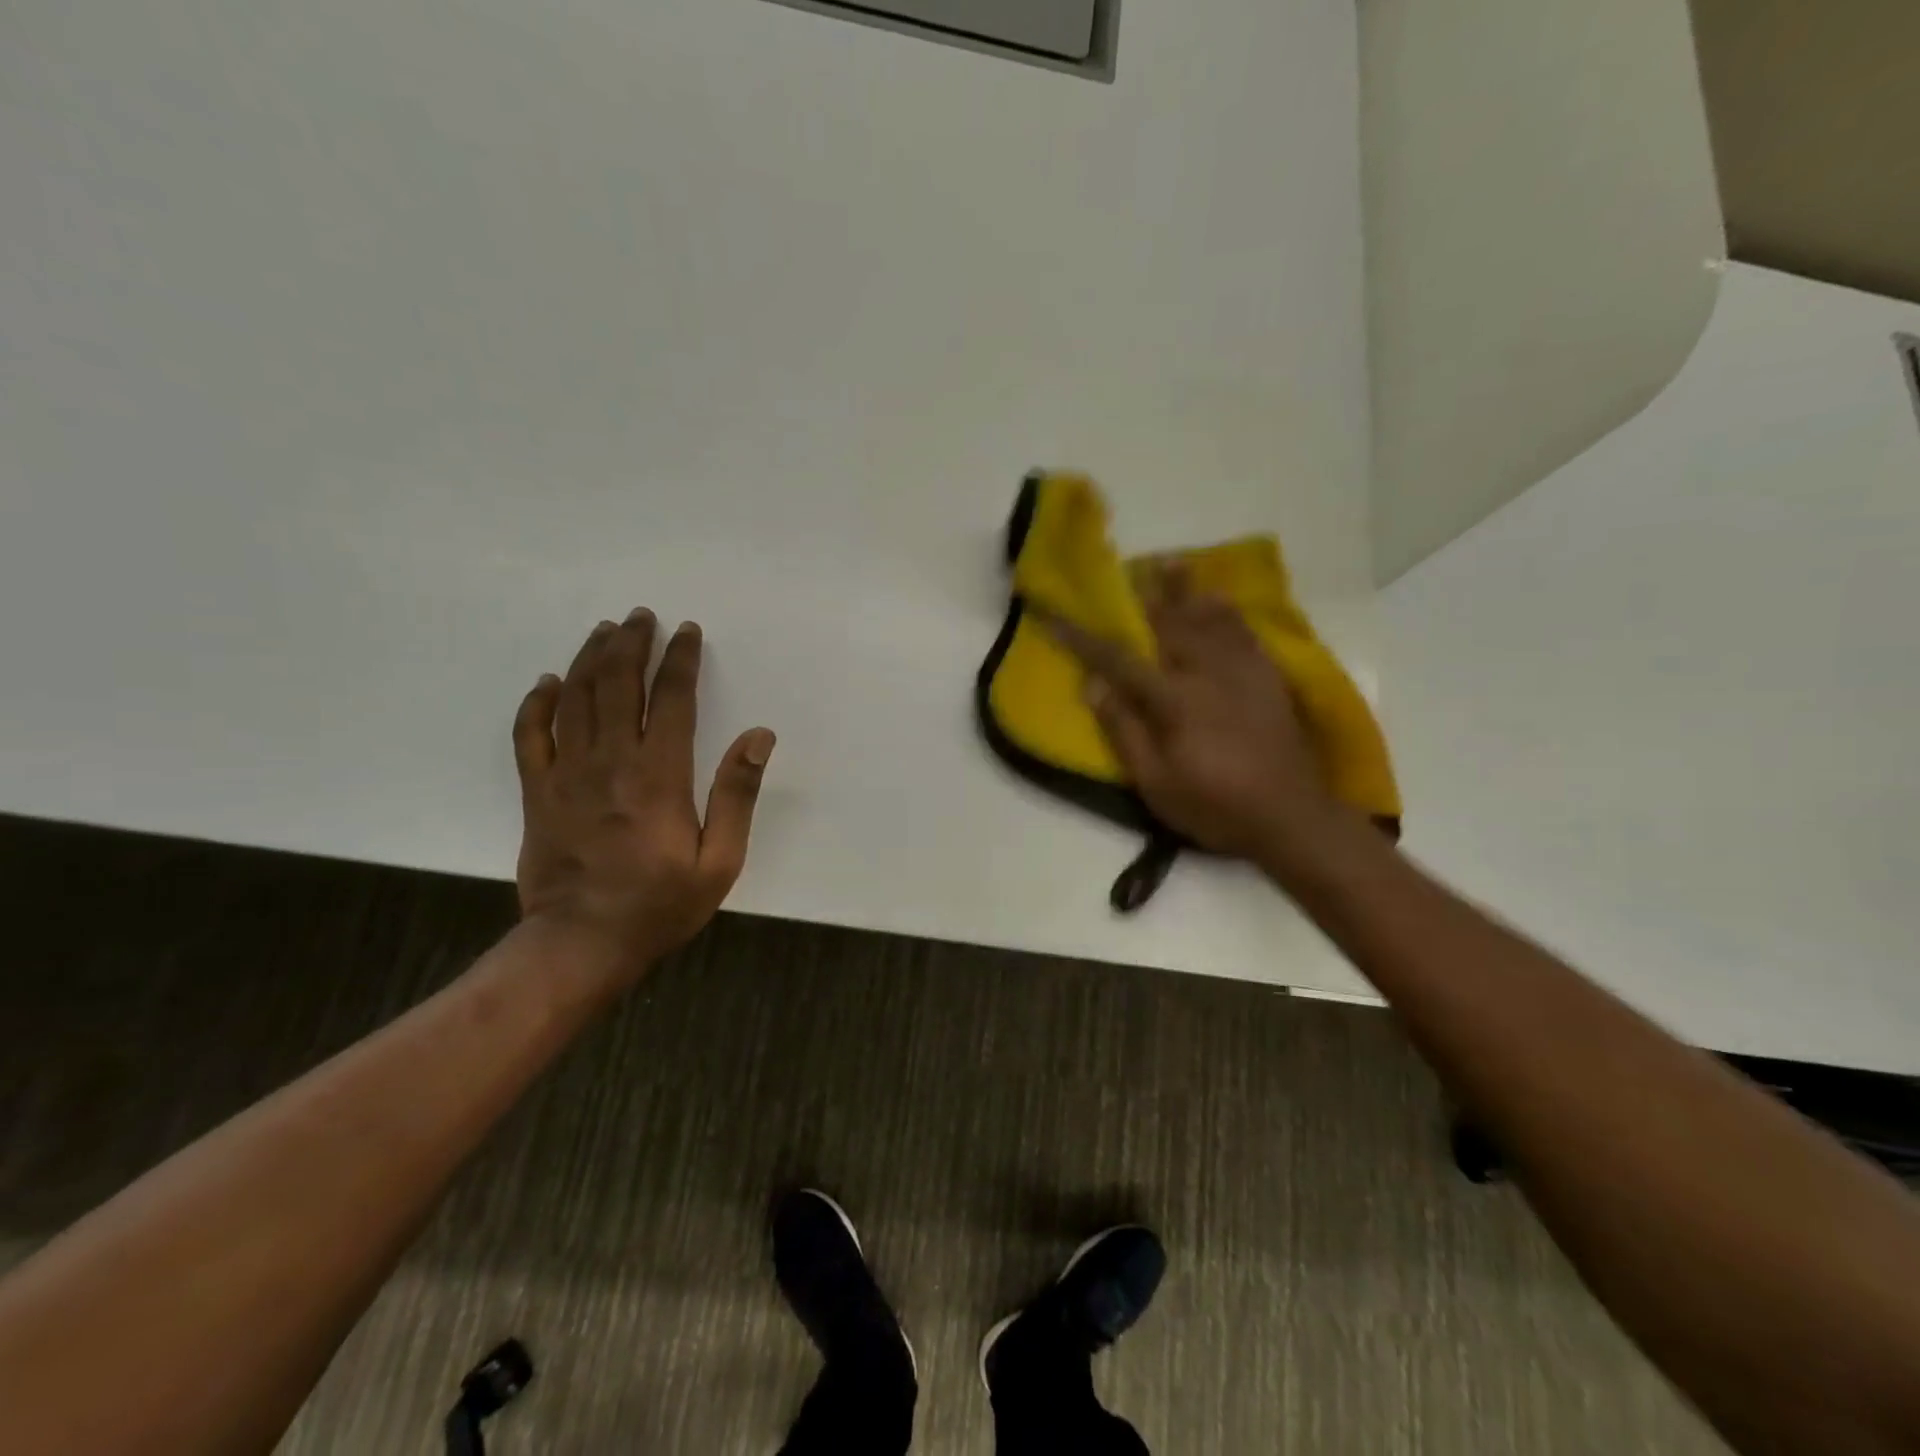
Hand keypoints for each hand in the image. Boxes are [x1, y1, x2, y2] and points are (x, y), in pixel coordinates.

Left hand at [512, 609, 774, 975]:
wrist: (581, 943)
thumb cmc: (660, 904)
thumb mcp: (720, 859)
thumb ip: (738, 794)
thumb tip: (759, 736)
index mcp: (659, 775)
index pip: (670, 698)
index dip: (679, 660)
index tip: (687, 632)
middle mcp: (610, 762)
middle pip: (617, 685)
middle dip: (631, 644)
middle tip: (641, 616)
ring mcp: (567, 774)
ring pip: (574, 698)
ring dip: (590, 658)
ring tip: (605, 630)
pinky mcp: (538, 792)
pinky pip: (530, 735)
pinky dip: (537, 703)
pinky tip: (547, 681)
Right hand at [1046, 574, 1347, 867]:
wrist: (1291, 818)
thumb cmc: (1215, 807)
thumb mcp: (1156, 783)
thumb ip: (1125, 730)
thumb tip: (1094, 685)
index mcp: (1175, 700)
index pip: (1119, 659)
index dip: (1084, 638)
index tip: (1057, 617)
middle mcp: (1209, 672)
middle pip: (1171, 622)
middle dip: (1145, 593)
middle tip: (1128, 566)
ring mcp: (1244, 671)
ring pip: (1210, 618)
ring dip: (1187, 589)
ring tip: (1173, 563)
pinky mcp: (1269, 679)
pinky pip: (1245, 632)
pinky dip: (1228, 612)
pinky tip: (1220, 601)